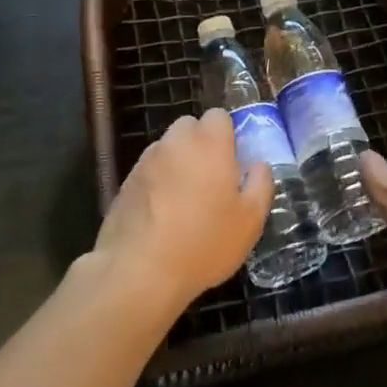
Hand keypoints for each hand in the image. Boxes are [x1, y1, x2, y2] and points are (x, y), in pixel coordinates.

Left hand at [91, 108, 271, 317]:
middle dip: (200, 145)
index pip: (219, 116)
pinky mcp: (125, 182)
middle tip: (211, 180)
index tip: (232, 163)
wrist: (139, 270)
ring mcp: (146, 160)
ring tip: (184, 202)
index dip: (227, 135)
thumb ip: (260, 184)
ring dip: (177, 163)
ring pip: (168, 149)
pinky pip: (149, 172)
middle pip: (190, 127)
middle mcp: (175, 142)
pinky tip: (161, 216)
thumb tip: (258, 165)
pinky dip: (157, 183)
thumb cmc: (204, 242)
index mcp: (209, 143)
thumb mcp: (250, 220)